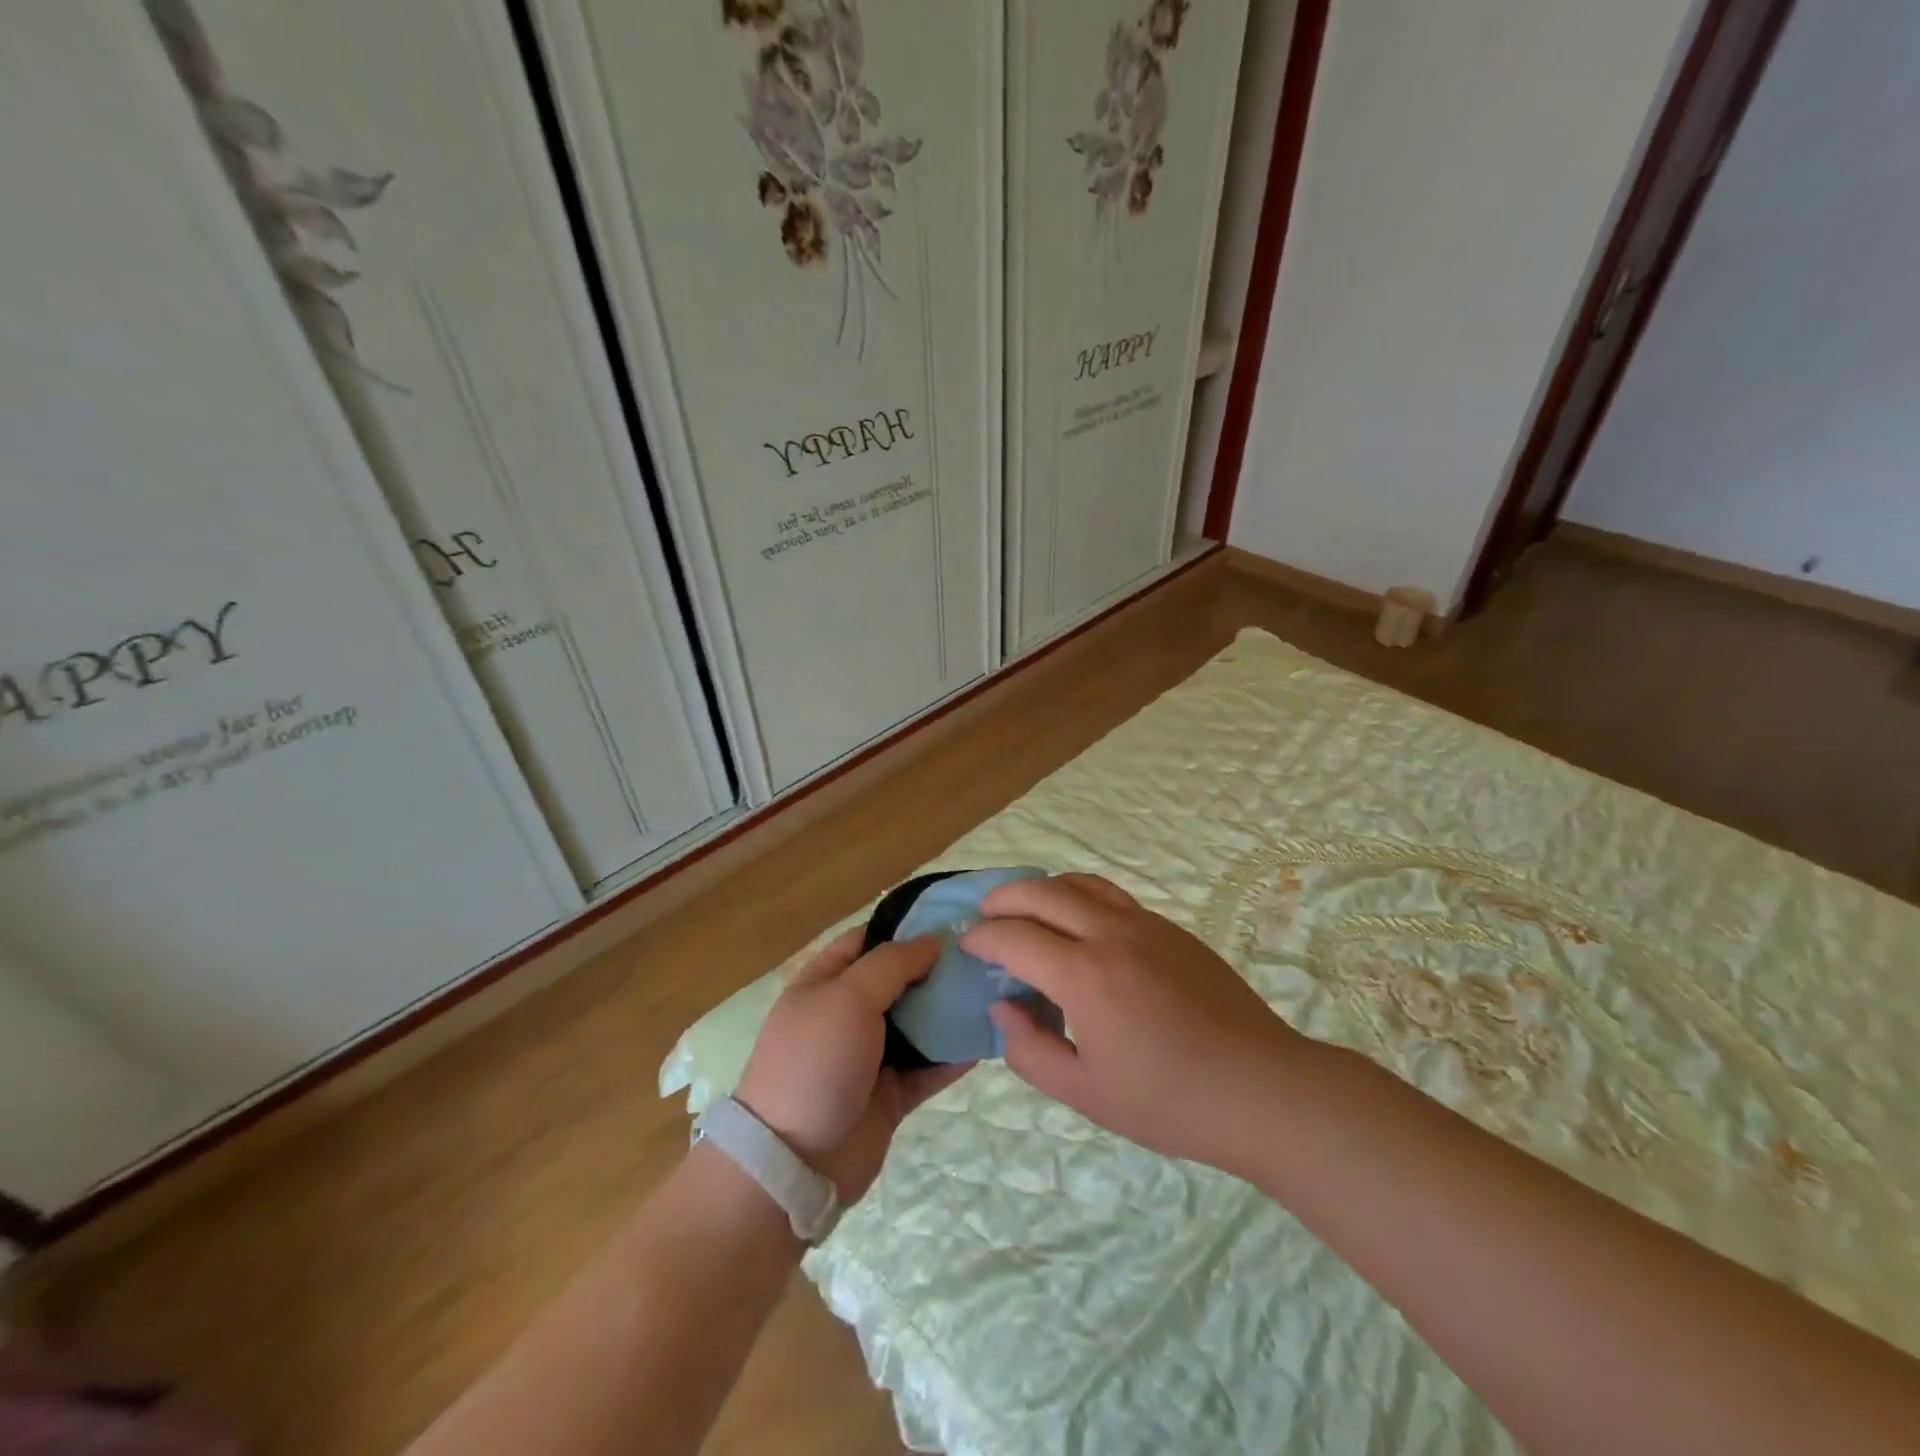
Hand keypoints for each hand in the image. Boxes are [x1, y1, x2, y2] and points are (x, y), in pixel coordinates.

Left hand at [733, 928, 971, 1200]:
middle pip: (899, 980)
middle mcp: (847, 1013)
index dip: (906, 926)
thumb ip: (892, 964)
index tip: (952, 917)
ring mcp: (869, 1056)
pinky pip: (929, 1067)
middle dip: (937, 967)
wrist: (795, 1164)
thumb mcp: (847, 996)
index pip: (868, 939)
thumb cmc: (815, 1062)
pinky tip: (988, 1037)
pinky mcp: (890, 1095)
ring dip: (950, 1009)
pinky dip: (954, 1055)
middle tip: (986, 953)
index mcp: (825, 982)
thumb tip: (931, 941)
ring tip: (995, 990)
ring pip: (918, 1023)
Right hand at [961, 874, 1308, 1174]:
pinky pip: (1113, 897)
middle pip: (1043, 892)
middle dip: (1004, 898)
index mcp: (1084, 975)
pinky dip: (1080, 898)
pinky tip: (1080, 927)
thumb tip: (1003, 1008)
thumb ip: (1030, 1050)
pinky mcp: (1173, 930)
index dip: (983, 938)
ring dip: (1044, 888)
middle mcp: (1111, 934)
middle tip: (985, 915)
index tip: (966, 944)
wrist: (1262, 1089)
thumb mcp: (1085, 1093)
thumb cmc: (1169, 1101)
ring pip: (1081, 883)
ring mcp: (1146, 925)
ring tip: (1027, 908)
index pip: (1015, 937)